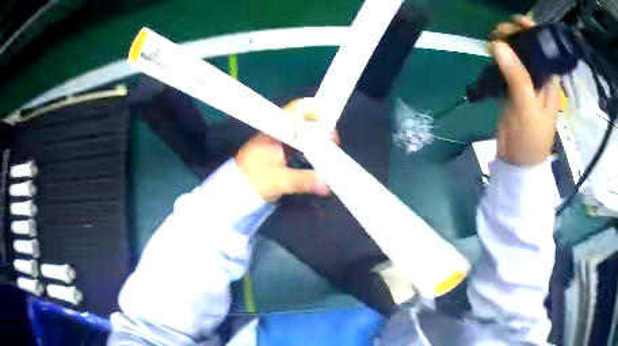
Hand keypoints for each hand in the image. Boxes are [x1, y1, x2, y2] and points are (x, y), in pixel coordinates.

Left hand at [235, 100, 331, 201]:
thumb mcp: (279, 181)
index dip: (314, 113)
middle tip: (333, 141)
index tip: (328, 126)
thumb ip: (303, 181)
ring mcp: (278, 140)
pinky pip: (299, 143)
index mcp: (274, 130)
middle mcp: (277, 131)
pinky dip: (310, 147)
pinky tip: (319, 155)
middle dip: (319, 128)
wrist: (235, 191)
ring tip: (330, 149)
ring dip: (316, 138)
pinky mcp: (279, 151)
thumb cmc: (253, 181)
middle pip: (302, 120)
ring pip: (302, 132)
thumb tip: (327, 184)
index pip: (296, 110)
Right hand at [489, 15, 559, 165]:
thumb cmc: (530, 139)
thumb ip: (516, 75)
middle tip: (498, 34)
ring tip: (491, 43)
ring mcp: (525, 84)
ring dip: (504, 45)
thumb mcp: (526, 107)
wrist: (518, 163)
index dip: (532, 32)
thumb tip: (498, 44)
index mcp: (549, 81)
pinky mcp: (512, 90)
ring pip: (516, 56)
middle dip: (515, 36)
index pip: (543, 49)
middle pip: (528, 48)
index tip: (516, 21)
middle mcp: (539, 78)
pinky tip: (490, 55)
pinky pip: (506, 67)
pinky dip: (498, 58)